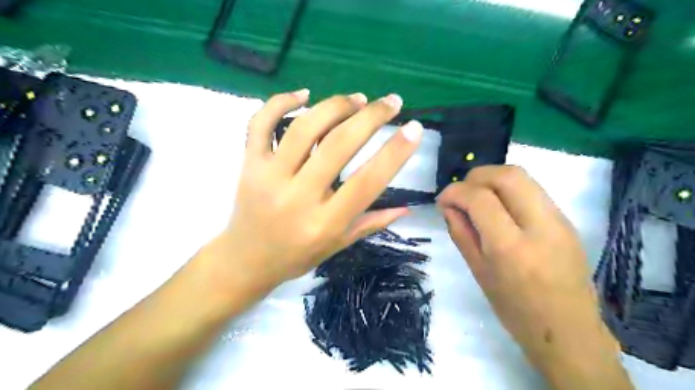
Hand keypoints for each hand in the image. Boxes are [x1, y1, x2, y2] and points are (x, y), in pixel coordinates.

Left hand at [207, 88, 422, 289]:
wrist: (245, 260)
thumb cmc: (296, 256)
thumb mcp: (338, 245)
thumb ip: (372, 223)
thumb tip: (408, 207)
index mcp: (325, 222)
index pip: (367, 182)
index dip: (394, 153)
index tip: (414, 128)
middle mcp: (298, 196)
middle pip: (338, 145)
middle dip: (371, 117)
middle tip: (391, 102)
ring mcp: (269, 176)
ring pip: (304, 128)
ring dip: (335, 106)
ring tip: (357, 99)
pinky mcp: (249, 163)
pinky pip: (260, 123)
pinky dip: (280, 102)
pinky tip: (304, 94)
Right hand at [438, 166, 631, 387]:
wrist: (569, 331)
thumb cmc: (515, 310)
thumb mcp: (478, 272)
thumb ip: (461, 233)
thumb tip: (449, 206)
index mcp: (511, 248)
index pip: (480, 199)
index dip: (455, 191)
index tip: (442, 200)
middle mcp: (540, 226)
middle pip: (508, 175)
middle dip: (476, 176)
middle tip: (461, 192)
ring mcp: (559, 221)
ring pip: (523, 177)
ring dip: (493, 179)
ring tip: (477, 197)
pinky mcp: (566, 220)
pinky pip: (532, 190)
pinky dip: (508, 189)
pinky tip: (498, 207)